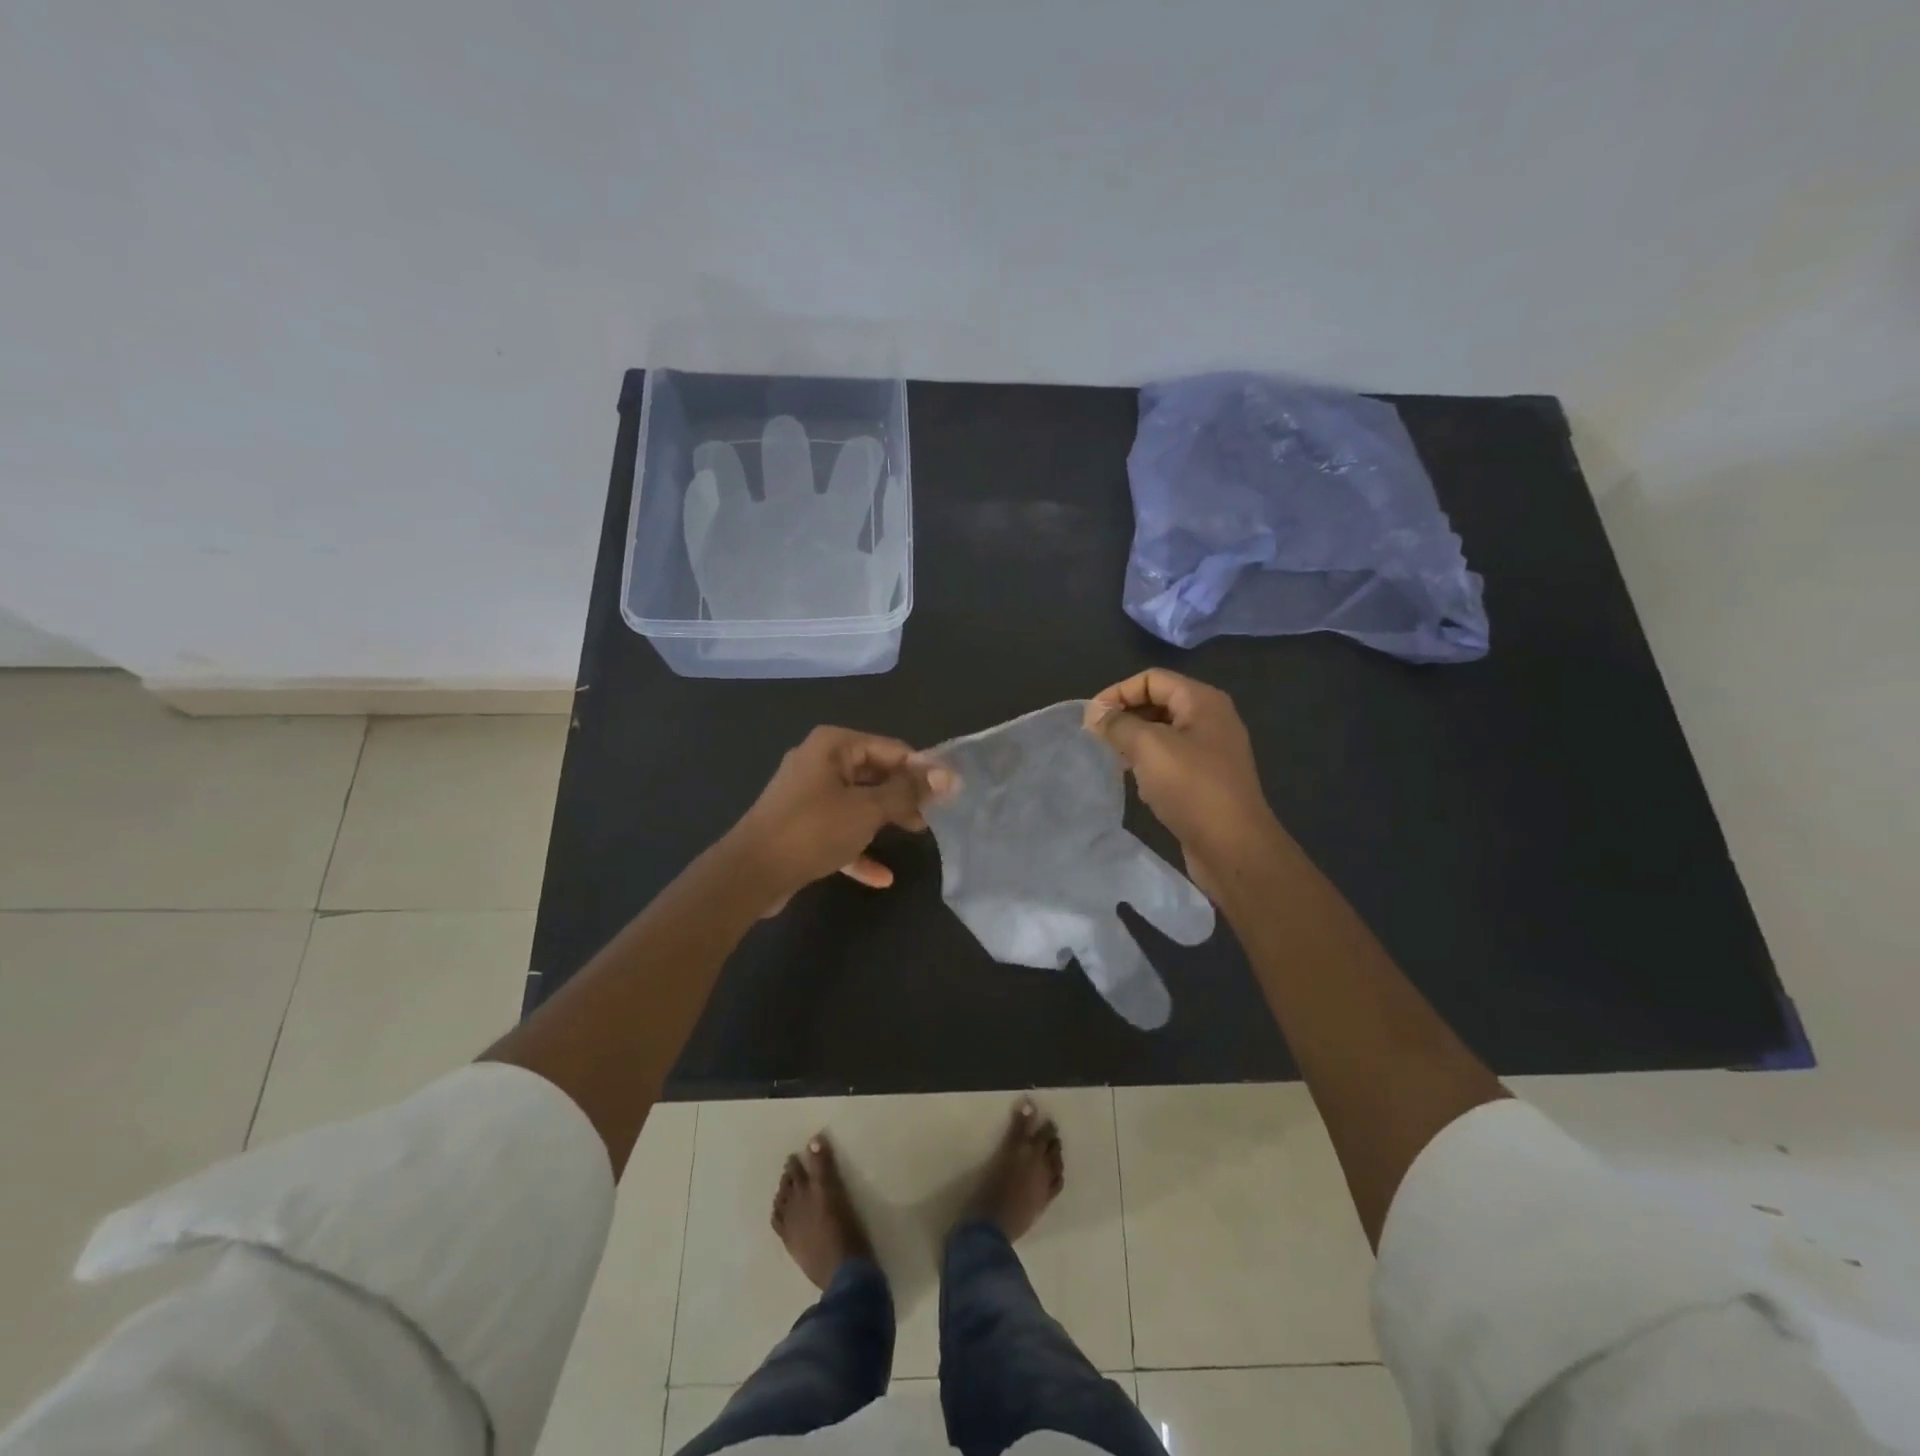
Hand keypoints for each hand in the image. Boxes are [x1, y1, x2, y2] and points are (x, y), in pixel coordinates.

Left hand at [724, 726, 951, 911]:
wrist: (750, 874)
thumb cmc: (812, 830)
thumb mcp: (867, 809)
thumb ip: (907, 792)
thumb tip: (946, 776)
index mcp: (833, 745)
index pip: (891, 748)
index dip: (922, 769)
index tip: (950, 791)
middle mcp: (819, 762)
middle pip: (875, 773)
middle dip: (904, 794)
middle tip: (934, 814)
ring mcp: (807, 795)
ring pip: (858, 802)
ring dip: (886, 818)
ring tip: (917, 834)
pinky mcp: (801, 826)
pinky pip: (839, 831)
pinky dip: (859, 847)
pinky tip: (882, 877)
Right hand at [1083, 670, 1281, 896]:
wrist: (1233, 847)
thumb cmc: (1192, 788)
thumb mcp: (1148, 747)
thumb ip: (1118, 724)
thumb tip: (1095, 712)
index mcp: (1203, 701)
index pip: (1152, 679)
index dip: (1118, 692)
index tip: (1091, 719)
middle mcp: (1211, 719)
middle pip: (1159, 702)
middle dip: (1126, 716)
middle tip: (1098, 738)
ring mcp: (1212, 751)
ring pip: (1163, 733)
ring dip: (1135, 741)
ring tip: (1113, 759)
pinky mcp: (1208, 779)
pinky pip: (1172, 758)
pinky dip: (1150, 763)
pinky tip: (1138, 783)